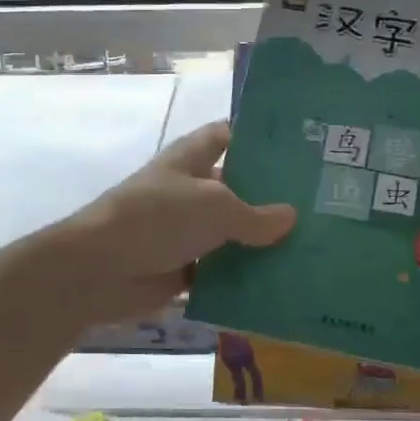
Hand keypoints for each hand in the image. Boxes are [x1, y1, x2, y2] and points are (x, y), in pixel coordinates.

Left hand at [48, 121, 295, 322]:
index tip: (298, 148)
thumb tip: (291, 217)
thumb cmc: (157, 218)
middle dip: (270, 198)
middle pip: (235, 189)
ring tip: (311, 249)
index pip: (226, 136)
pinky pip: (219, 272)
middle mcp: (189, 191)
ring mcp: (185, 231)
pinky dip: (241, 279)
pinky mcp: (182, 269)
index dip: (257, 138)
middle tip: (320, 206)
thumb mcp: (214, 206)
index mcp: (191, 159)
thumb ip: (255, 214)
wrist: (99, 270)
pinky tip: (280, 285)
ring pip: (230, 234)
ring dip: (259, 244)